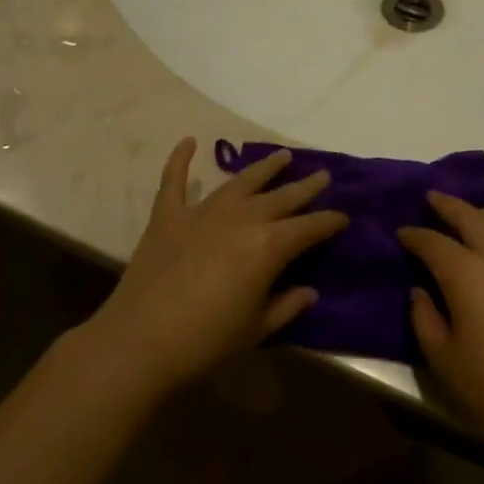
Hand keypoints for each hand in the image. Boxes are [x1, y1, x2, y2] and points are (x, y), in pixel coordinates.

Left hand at [85, 139, 348, 396]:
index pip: (309, 228)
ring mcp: (202, 213)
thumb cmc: (206, 342)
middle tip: (323, 174)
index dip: (329, 222)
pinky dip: (180, 159)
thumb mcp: (256, 329)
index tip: (343, 216)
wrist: (140, 342)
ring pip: (240, 182)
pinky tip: (189, 141)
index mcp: (268, 246)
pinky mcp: (168, 217)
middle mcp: (241, 219)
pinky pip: (174, 181)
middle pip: (281, 197)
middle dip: (305, 186)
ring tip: (282, 156)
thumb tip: (309, 291)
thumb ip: (286, 306)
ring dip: (263, 168)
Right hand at [400, 193, 483, 464]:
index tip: (401, 233)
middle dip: (447, 205)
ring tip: (471, 220)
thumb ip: (424, 319)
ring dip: (483, 213)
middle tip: (431, 200)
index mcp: (467, 273)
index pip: (433, 242)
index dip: (414, 235)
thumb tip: (419, 291)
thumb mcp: (444, 360)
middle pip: (470, 215)